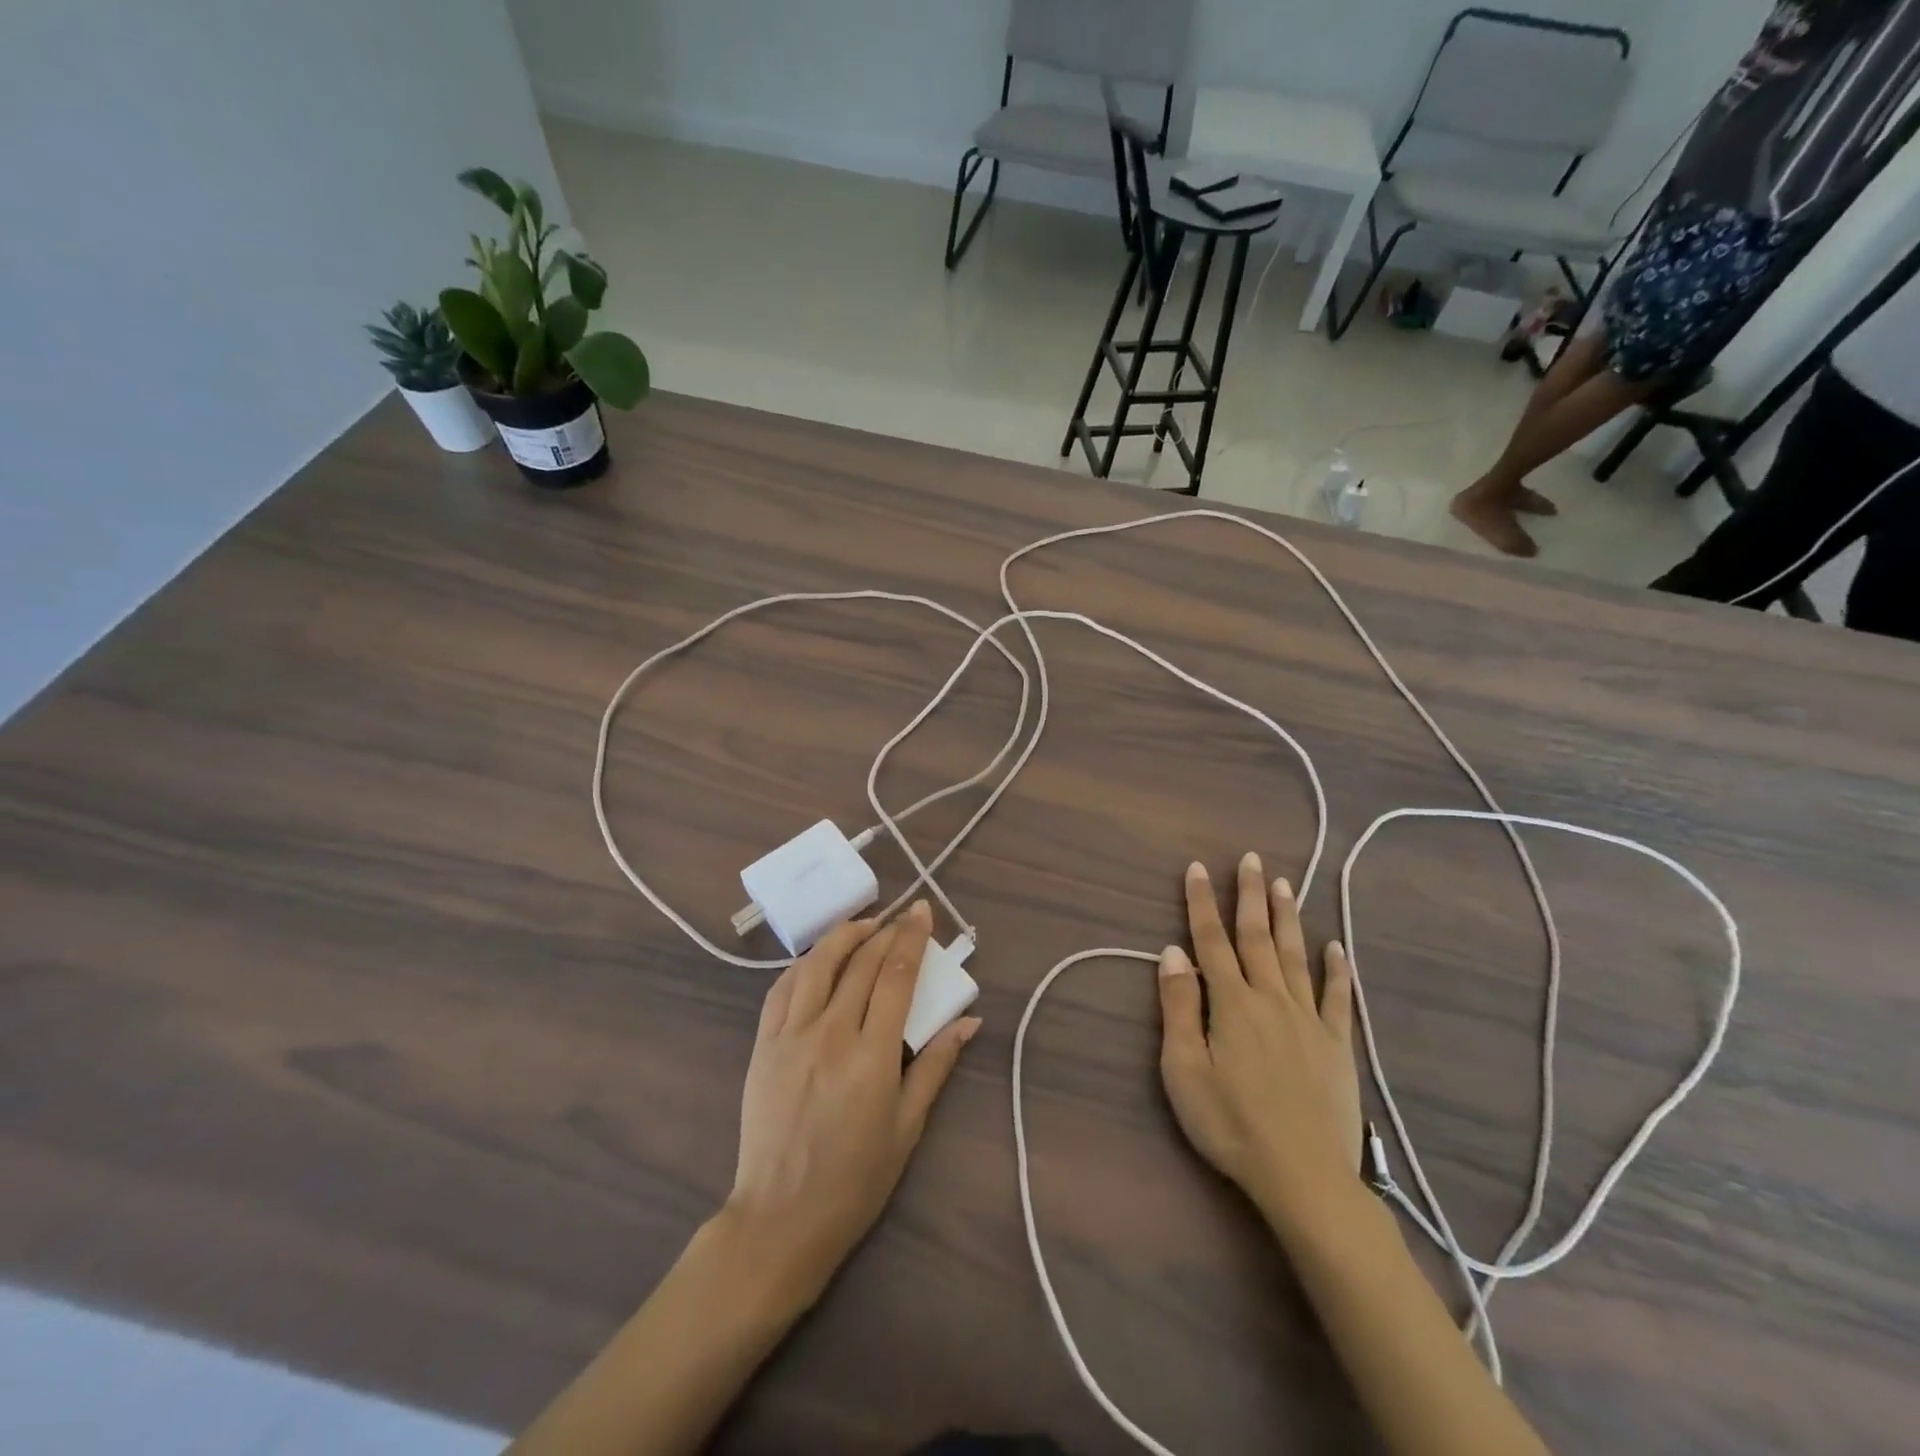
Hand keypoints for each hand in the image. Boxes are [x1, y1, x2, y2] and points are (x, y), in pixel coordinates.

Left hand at [725, 901, 981, 1299]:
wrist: (780, 1218)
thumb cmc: (855, 1179)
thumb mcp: (907, 1127)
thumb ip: (935, 1066)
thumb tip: (969, 1021)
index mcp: (872, 1055)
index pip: (896, 976)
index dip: (912, 937)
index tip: (923, 911)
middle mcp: (831, 1033)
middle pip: (861, 962)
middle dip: (886, 930)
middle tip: (903, 914)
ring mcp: (791, 1036)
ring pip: (818, 964)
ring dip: (844, 935)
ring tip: (864, 925)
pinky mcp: (763, 1045)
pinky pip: (781, 989)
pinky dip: (804, 964)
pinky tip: (818, 959)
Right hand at [1157, 854, 1361, 1233]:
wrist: (1304, 1177)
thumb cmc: (1230, 1124)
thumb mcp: (1183, 1069)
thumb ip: (1178, 1006)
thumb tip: (1172, 951)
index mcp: (1231, 1002)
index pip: (1210, 940)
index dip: (1202, 902)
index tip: (1198, 868)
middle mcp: (1271, 998)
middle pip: (1257, 937)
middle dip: (1250, 895)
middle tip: (1251, 859)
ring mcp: (1308, 1020)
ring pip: (1295, 956)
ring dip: (1287, 918)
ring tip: (1284, 885)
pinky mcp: (1336, 1045)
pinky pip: (1337, 997)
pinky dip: (1336, 970)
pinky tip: (1335, 947)